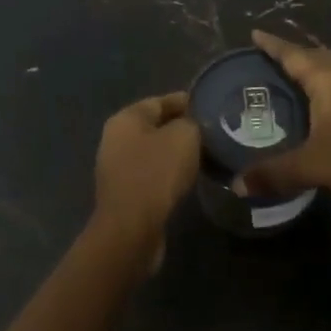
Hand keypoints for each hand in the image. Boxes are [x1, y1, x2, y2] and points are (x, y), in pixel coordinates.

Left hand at [90, 92, 200, 269]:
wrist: (132, 229)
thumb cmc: (157, 173)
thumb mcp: (184, 137)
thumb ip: (192, 122)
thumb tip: (193, 124)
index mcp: (126, 118)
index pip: (161, 101)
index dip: (188, 102)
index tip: (213, 107)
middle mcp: (116, 139)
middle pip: (157, 126)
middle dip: (183, 128)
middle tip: (214, 132)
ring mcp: (118, 168)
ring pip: (156, 152)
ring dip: (178, 153)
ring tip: (207, 155)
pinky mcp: (126, 194)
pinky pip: (153, 175)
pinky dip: (171, 174)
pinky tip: (191, 178)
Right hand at [241, 29, 330, 200]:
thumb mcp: (311, 165)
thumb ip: (273, 173)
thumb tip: (237, 184)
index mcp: (326, 79)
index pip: (293, 54)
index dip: (272, 45)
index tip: (254, 34)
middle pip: (313, 55)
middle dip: (290, 53)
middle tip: (267, 57)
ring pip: (328, 68)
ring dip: (308, 67)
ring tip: (287, 75)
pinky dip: (320, 83)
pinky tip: (314, 102)